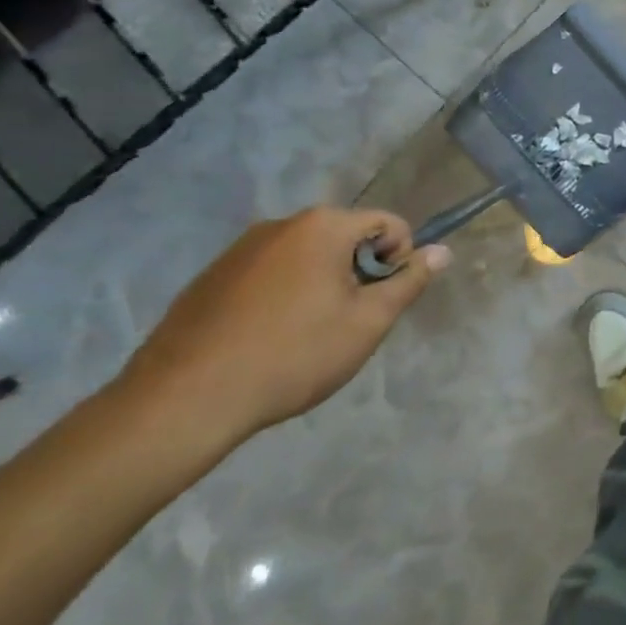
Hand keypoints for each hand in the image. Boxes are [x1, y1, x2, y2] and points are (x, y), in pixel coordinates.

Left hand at [115, 207, 448, 451]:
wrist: (183, 400)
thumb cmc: (292, 355)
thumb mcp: (367, 323)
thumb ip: (409, 282)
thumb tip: (442, 251)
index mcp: (324, 226)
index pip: (388, 223)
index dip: (400, 260)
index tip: (382, 303)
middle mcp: (283, 223)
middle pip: (345, 237)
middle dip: (357, 273)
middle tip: (346, 323)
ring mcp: (241, 248)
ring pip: (305, 256)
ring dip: (319, 284)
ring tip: (304, 337)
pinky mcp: (211, 276)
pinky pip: (267, 273)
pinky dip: (281, 295)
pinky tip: (266, 340)